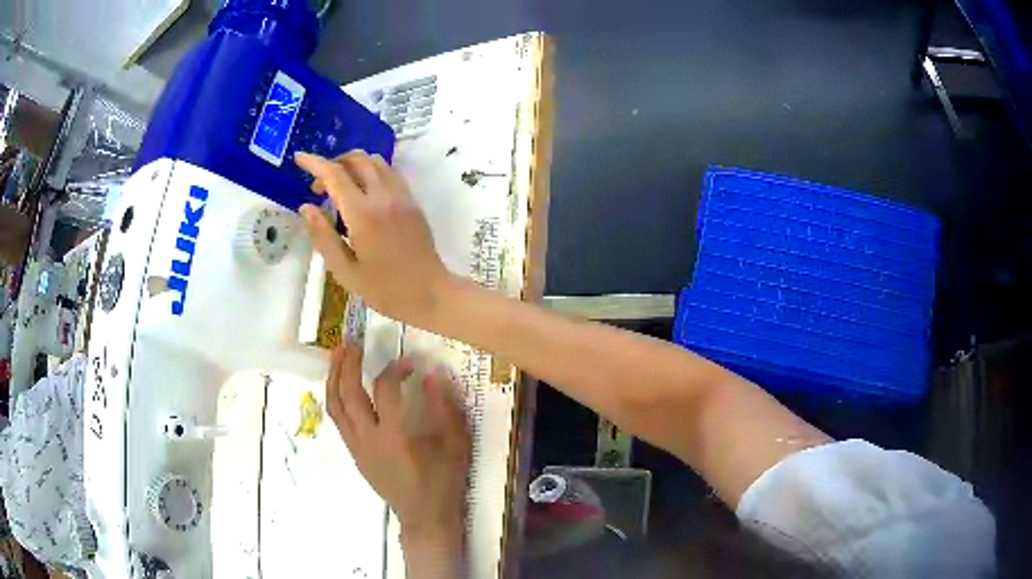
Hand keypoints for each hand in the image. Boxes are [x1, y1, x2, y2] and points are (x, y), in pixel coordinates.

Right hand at [295, 151, 452, 326]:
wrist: (431, 293)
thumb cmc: (385, 290)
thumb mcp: (345, 271)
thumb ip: (323, 236)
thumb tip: (306, 207)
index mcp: (363, 214)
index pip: (335, 174)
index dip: (314, 163)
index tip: (299, 158)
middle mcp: (383, 196)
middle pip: (357, 159)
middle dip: (333, 163)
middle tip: (319, 186)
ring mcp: (402, 195)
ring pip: (375, 161)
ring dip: (353, 164)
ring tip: (340, 187)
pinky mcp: (412, 200)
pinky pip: (390, 172)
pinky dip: (371, 170)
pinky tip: (363, 191)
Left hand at [324, 342, 470, 545]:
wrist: (424, 516)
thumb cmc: (443, 481)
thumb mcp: (455, 445)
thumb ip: (445, 409)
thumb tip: (432, 375)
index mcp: (395, 435)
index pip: (385, 390)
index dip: (394, 369)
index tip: (408, 363)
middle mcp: (368, 438)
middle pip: (348, 393)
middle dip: (347, 364)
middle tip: (352, 342)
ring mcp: (357, 446)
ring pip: (335, 406)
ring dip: (334, 377)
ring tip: (338, 355)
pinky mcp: (354, 453)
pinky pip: (338, 419)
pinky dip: (336, 396)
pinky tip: (341, 385)